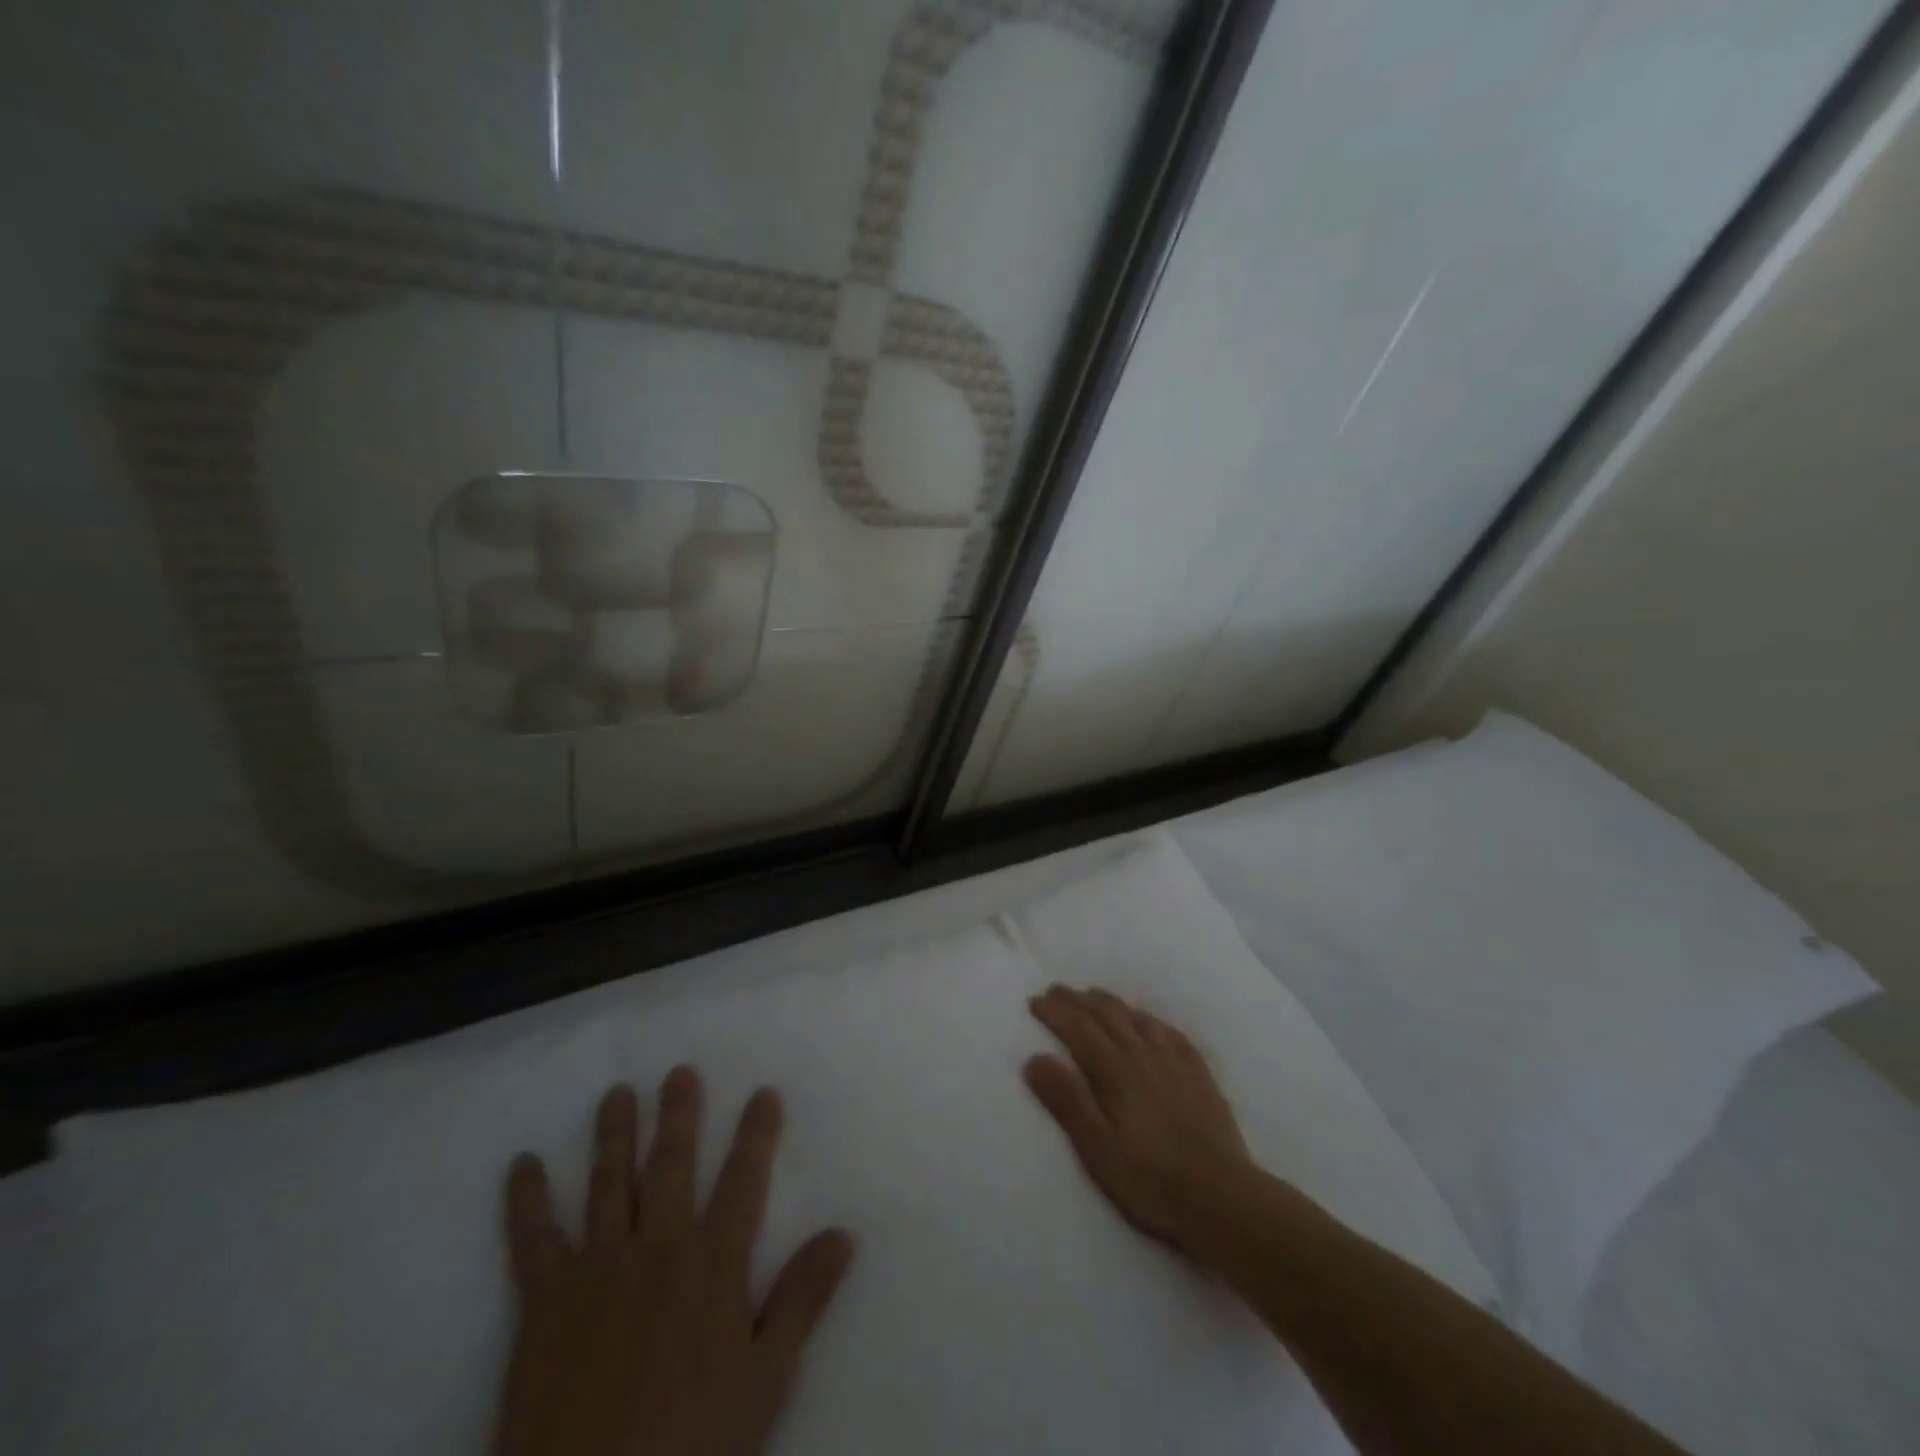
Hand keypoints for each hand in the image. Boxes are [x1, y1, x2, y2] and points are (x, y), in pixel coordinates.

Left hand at [493, 1069, 853, 1455]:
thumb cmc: (693, 1442)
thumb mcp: (765, 1378)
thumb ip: (803, 1299)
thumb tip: (844, 1233)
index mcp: (713, 1262)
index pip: (744, 1179)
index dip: (757, 1133)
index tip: (764, 1093)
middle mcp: (657, 1246)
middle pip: (671, 1164)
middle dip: (679, 1114)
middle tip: (679, 1071)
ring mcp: (597, 1267)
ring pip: (609, 1182)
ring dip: (614, 1133)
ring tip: (618, 1093)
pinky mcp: (544, 1301)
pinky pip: (532, 1239)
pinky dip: (525, 1200)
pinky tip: (523, 1164)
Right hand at [1025, 986, 1251, 1254]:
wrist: (1221, 1197)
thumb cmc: (1149, 1178)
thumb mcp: (1097, 1148)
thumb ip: (1066, 1100)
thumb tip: (1035, 1058)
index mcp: (1115, 1071)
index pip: (1079, 1028)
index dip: (1055, 1012)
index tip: (1035, 1001)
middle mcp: (1143, 1055)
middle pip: (1106, 1016)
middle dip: (1077, 1001)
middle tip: (1056, 991)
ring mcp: (1174, 1061)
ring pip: (1137, 1018)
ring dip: (1110, 1003)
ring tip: (1093, 996)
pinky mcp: (1199, 1074)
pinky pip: (1170, 1032)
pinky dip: (1149, 1019)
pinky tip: (1147, 1020)